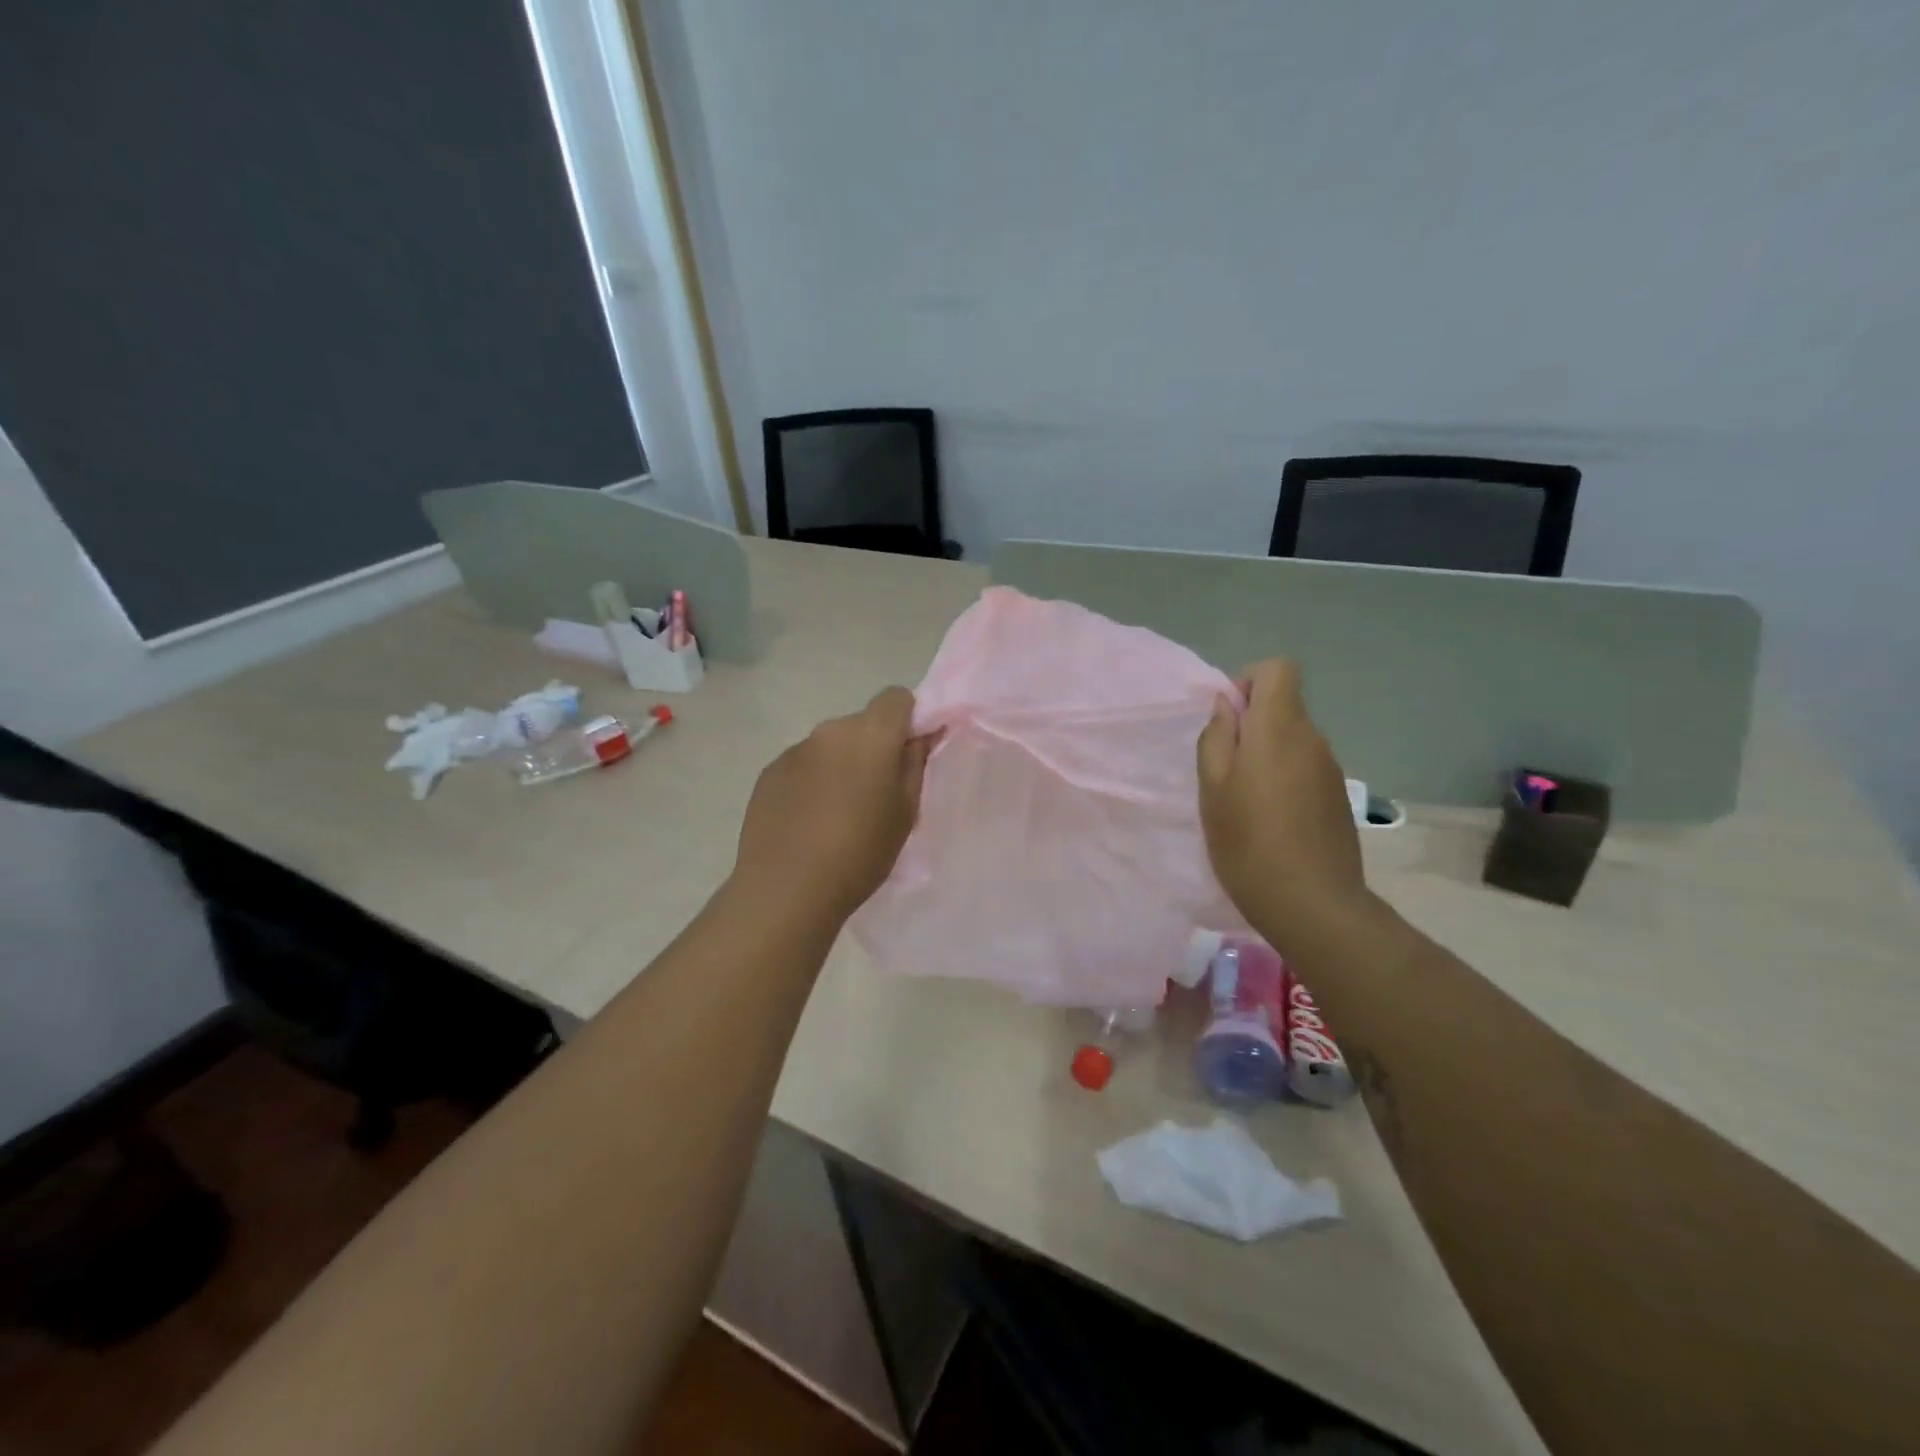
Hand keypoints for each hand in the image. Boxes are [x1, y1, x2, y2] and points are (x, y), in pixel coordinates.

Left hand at [731, 686, 934, 925]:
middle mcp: (830, 731)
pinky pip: (803, 764)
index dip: (908, 720)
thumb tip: (919, 737)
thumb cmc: (860, 854)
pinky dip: (812, 781)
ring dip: (841, 764)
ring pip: (831, 745)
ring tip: (838, 813)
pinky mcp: (769, 772)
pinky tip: (808, 821)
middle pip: (862, 723)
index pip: (896, 698)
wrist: (786, 890)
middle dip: (873, 747)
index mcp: (870, 735)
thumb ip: (914, 765)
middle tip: (876, 793)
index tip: (909, 754)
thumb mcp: (905, 814)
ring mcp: (795, 750)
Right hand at [1197, 660, 1369, 945]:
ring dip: (1267, 756)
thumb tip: (1226, 707)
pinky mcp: (1337, 798)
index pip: (1278, 670)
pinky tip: (1272, 821)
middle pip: (1284, 707)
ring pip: (1293, 741)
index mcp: (1279, 728)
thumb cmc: (1248, 841)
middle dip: (1252, 726)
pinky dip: (1285, 780)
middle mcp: (1312, 739)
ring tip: (1246, 802)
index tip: (1229, 720)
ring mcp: (1330, 769)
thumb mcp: (1212, 788)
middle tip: (1225, 772)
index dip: (1250, 682)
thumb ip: (1216, 738)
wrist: (1312, 903)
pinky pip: (1305, 769)